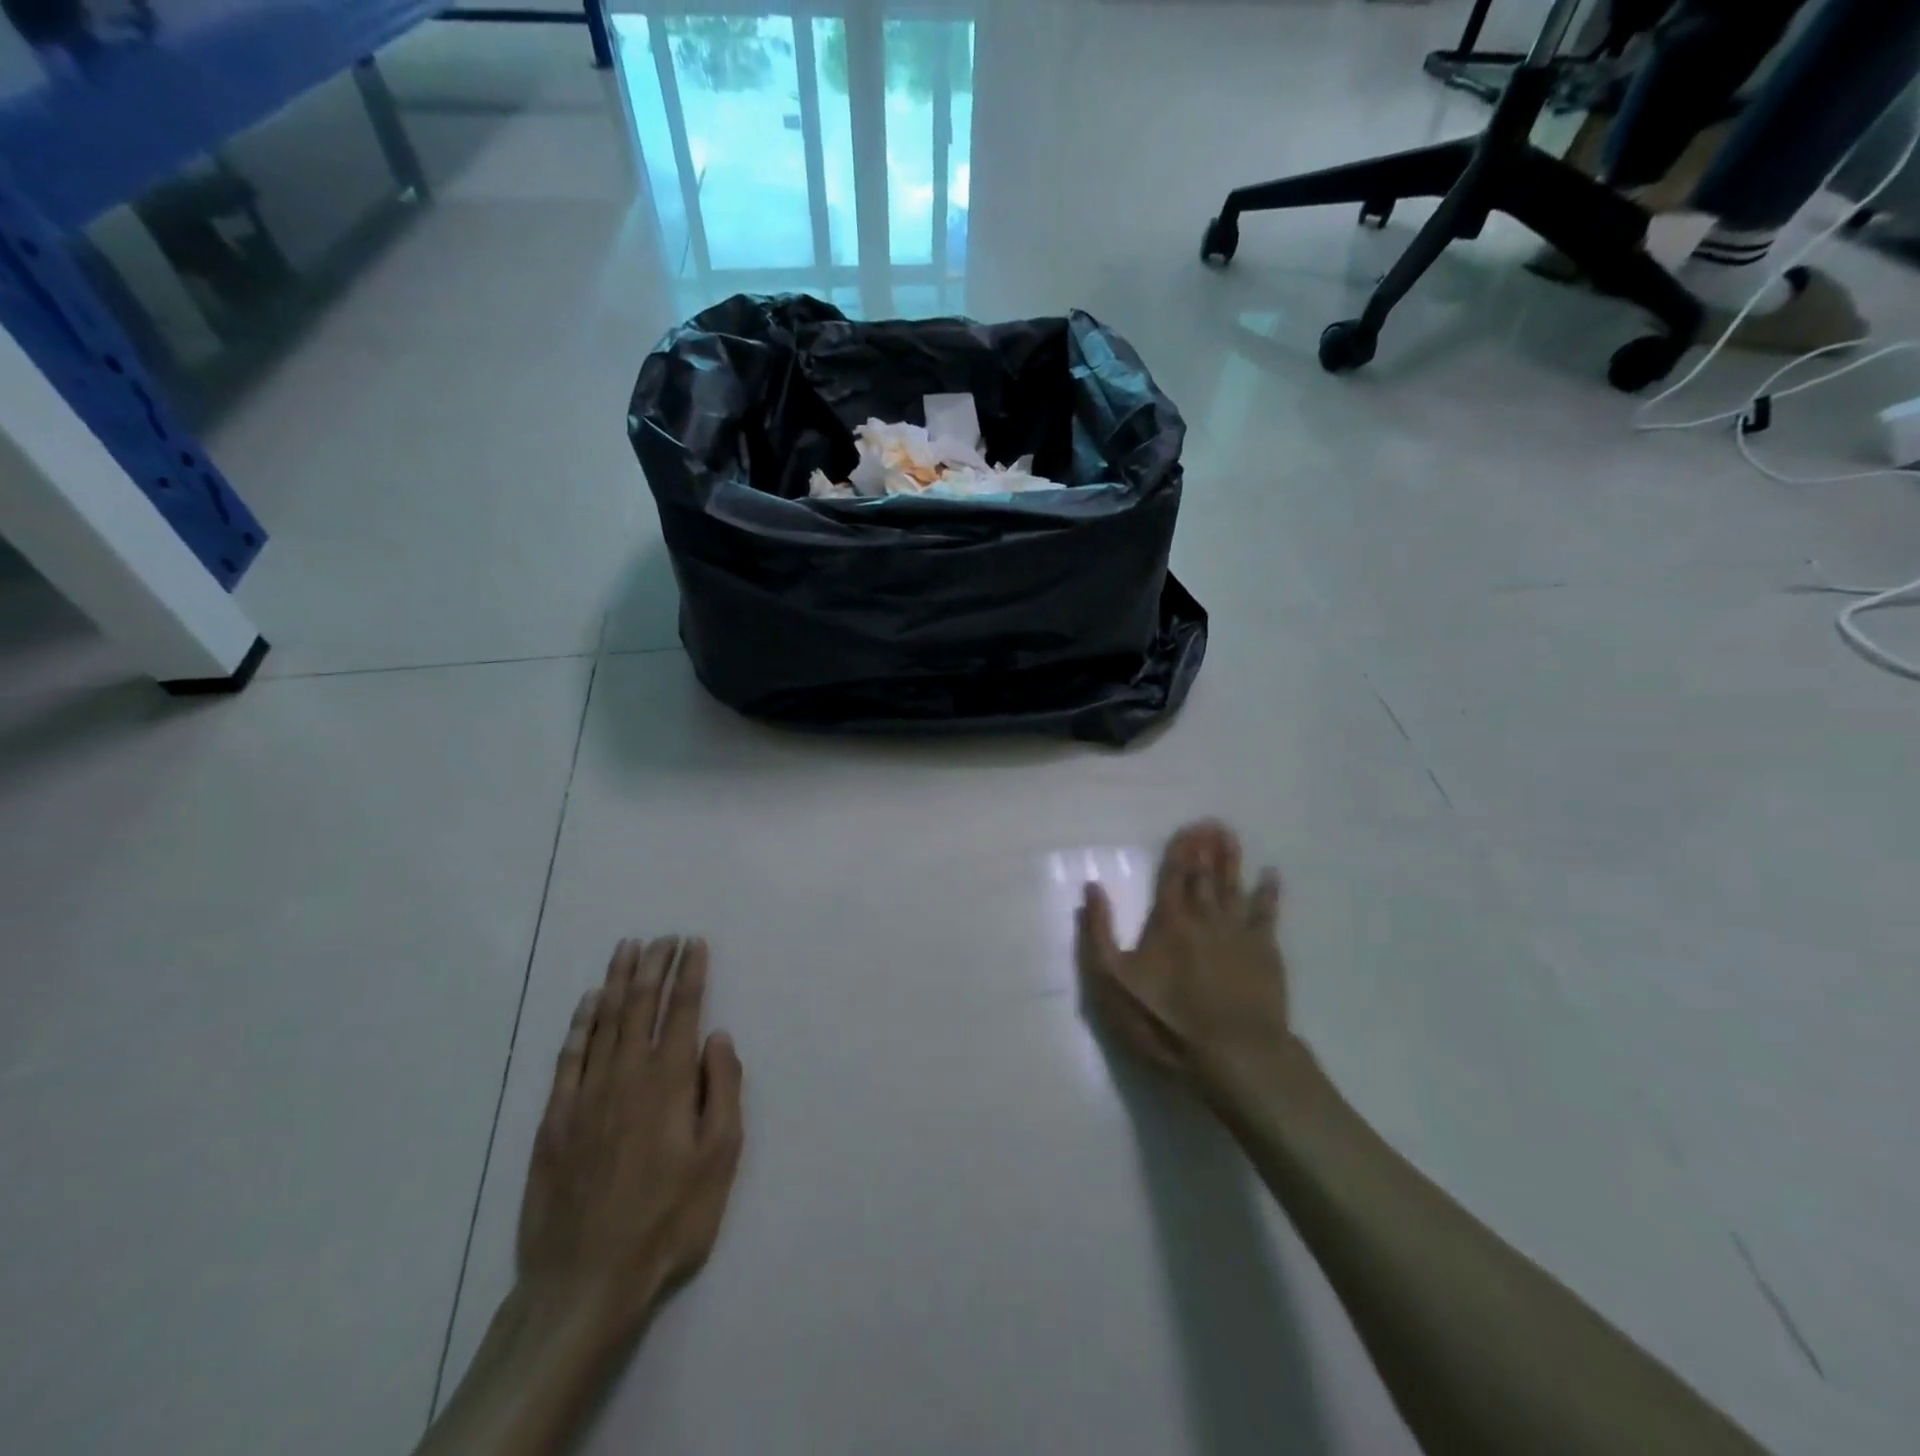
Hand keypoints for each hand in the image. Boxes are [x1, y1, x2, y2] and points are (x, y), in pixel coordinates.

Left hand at [516, 937, 743, 1342]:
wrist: (585, 1281)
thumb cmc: (667, 1219)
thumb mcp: (718, 1159)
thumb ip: (722, 1091)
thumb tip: (719, 1037)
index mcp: (669, 1082)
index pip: (683, 1011)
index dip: (691, 973)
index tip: (695, 943)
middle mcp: (627, 1075)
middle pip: (642, 1005)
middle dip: (655, 965)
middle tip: (663, 936)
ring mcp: (586, 1094)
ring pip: (603, 1021)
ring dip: (617, 980)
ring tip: (627, 949)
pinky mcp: (555, 1119)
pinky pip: (569, 1056)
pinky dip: (579, 1023)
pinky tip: (587, 1003)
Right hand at [1076, 821, 1292, 1103]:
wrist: (1232, 1054)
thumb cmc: (1165, 1020)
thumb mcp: (1113, 982)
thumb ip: (1099, 933)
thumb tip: (1092, 888)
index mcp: (1168, 921)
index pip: (1173, 875)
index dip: (1180, 850)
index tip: (1188, 828)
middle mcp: (1204, 917)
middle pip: (1205, 875)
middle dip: (1206, 848)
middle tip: (1213, 823)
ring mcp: (1238, 933)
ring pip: (1234, 886)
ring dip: (1232, 860)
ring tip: (1231, 837)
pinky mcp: (1265, 952)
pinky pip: (1267, 913)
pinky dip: (1269, 892)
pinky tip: (1271, 875)